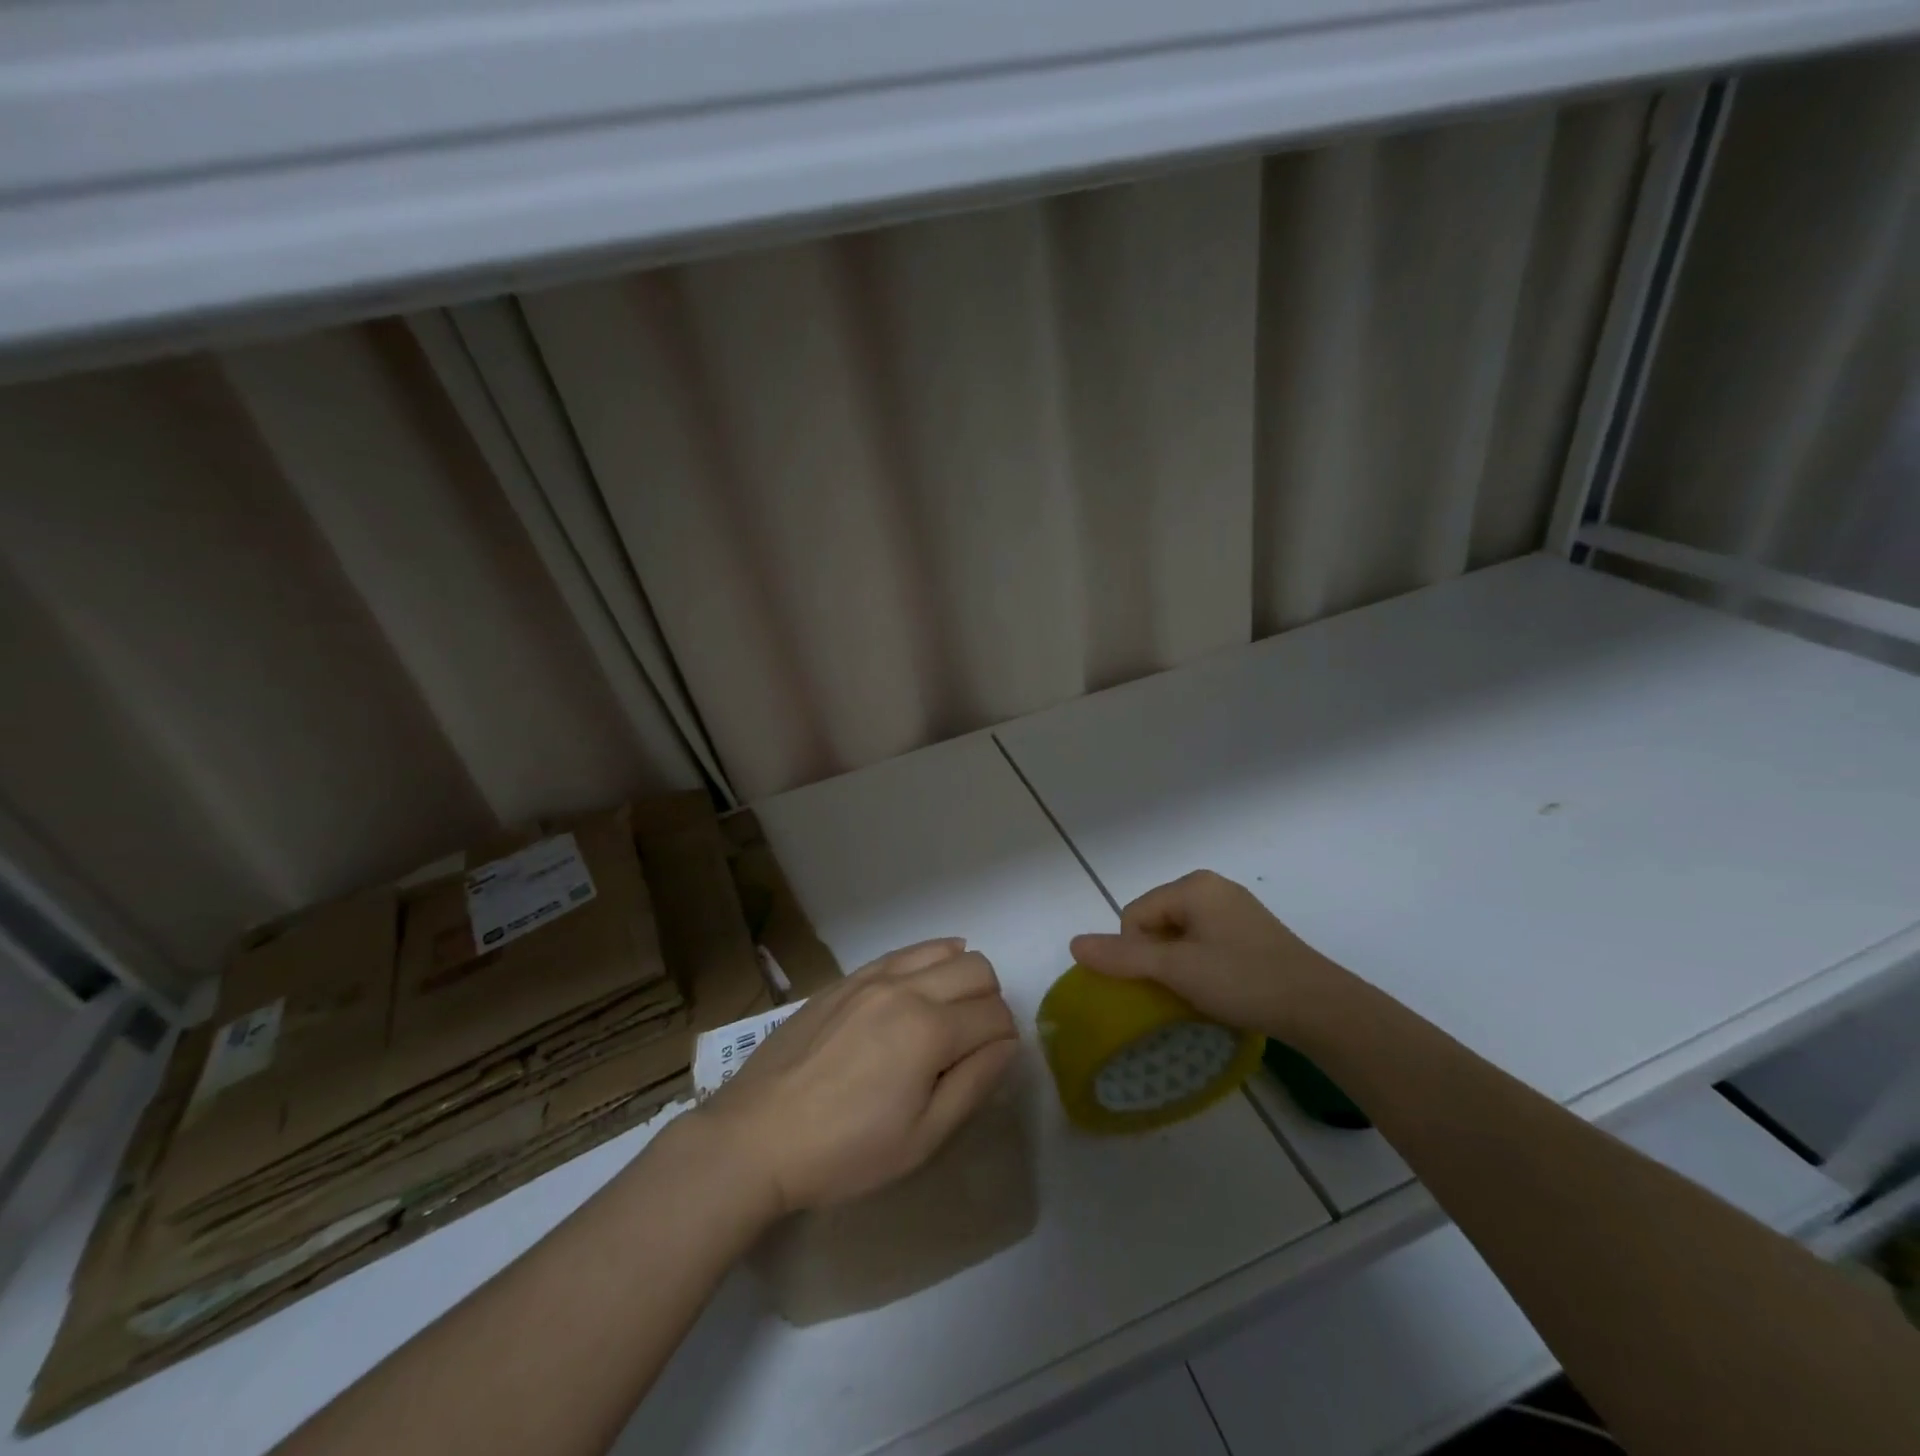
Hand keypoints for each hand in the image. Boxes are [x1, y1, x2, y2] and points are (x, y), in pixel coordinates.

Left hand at [694, 939, 1019, 1215]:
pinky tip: (921, 984)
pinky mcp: (846, 979)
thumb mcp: (922, 1139)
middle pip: (978, 969)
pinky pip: (902, 952)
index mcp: (929, 1031)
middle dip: (990, 1002)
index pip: (997, 1015)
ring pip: (943, 949)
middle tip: (971, 1043)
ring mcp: (872, 977)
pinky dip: (927, 960)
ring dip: (961, 976)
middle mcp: (906, 989)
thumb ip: (974, 1084)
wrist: (756, 1136)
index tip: (989, 1065)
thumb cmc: (844, 1151)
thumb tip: (1007, 1044)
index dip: (1005, 1040)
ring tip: (948, 1013)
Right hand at [1068, 871, 1350, 1039]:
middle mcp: (1212, 887)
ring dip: (1179, 964)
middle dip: (1158, 957)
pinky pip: (1205, 942)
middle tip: (1180, 989)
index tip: (1163, 981)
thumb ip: (1124, 956)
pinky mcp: (1252, 932)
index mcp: (1193, 885)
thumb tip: (1073, 943)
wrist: (1320, 1008)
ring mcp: (1235, 909)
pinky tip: (1220, 988)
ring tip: (1200, 993)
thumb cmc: (1243, 980)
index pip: (1134, 914)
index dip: (1137, 951)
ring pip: (1180, 935)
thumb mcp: (1176, 970)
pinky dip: (1201, 965)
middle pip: (1156, 921)